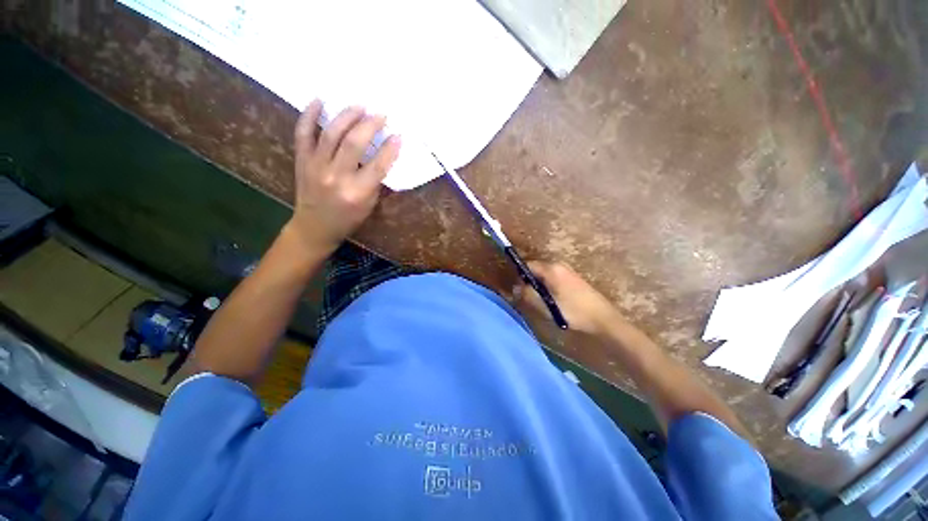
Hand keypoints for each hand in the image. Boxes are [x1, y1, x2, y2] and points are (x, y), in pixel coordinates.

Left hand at [287, 100, 401, 253]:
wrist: (315, 227)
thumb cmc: (348, 219)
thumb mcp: (369, 205)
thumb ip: (375, 181)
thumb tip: (383, 155)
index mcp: (357, 193)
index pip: (378, 166)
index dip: (390, 149)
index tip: (398, 135)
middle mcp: (336, 177)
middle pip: (353, 143)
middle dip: (369, 125)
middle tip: (380, 114)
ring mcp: (316, 166)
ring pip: (331, 134)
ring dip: (347, 116)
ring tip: (359, 106)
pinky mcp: (301, 160)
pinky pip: (303, 133)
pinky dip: (309, 115)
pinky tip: (320, 101)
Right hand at [514, 261, 622, 335]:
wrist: (603, 319)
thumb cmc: (573, 311)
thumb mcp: (546, 306)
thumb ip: (528, 295)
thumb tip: (515, 288)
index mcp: (551, 268)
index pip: (527, 265)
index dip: (519, 277)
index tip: (518, 291)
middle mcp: (558, 265)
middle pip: (535, 269)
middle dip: (529, 282)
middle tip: (529, 298)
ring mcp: (567, 270)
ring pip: (543, 275)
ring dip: (538, 286)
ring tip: (541, 301)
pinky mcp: (572, 278)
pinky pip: (552, 278)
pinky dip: (547, 287)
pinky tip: (553, 301)